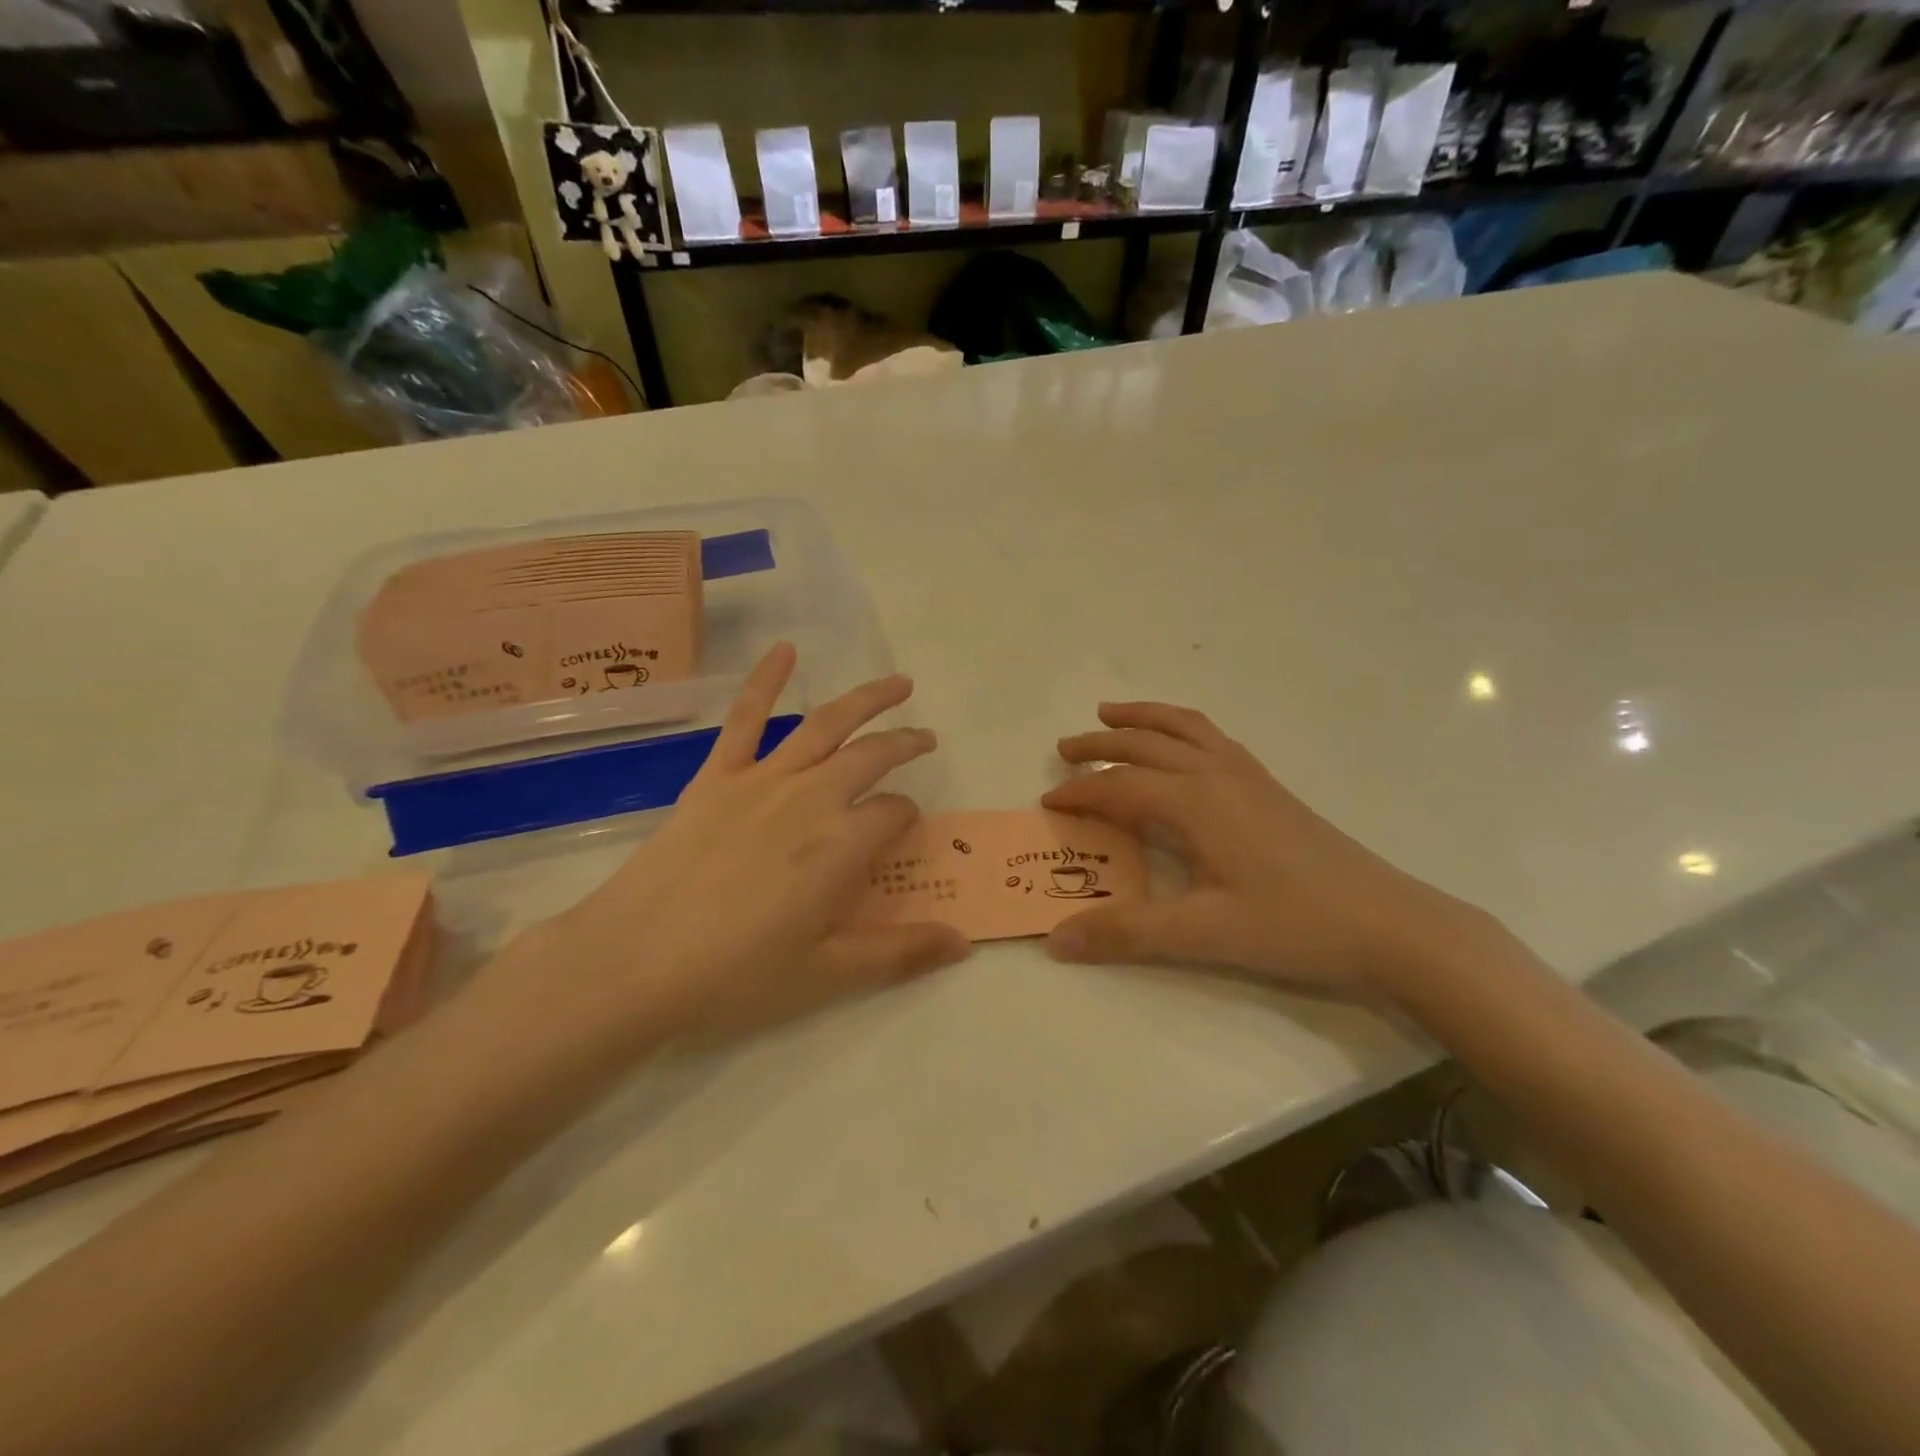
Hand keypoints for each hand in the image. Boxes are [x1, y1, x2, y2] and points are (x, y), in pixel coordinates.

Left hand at [488, 644, 970, 1045]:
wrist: (637, 960)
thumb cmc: (738, 973)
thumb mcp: (829, 973)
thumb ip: (901, 953)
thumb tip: (964, 943)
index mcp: (842, 843)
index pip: (894, 813)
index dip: (906, 819)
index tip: (902, 833)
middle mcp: (812, 798)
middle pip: (872, 757)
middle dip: (905, 744)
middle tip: (925, 738)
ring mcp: (763, 780)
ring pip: (827, 724)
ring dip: (867, 699)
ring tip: (899, 684)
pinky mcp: (717, 776)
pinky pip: (746, 718)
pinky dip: (766, 679)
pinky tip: (786, 649)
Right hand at [1039, 702, 1501, 1001]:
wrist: (1389, 924)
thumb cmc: (1294, 926)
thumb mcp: (1204, 934)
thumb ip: (1127, 933)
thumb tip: (1056, 939)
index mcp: (1196, 802)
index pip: (1120, 787)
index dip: (1080, 793)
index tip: (1049, 803)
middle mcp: (1217, 775)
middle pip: (1146, 744)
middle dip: (1101, 744)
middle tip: (1064, 750)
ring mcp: (1248, 776)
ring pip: (1184, 728)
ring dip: (1143, 718)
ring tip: (1111, 713)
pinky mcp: (1269, 787)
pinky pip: (1213, 738)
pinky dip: (1181, 727)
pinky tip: (1182, 745)